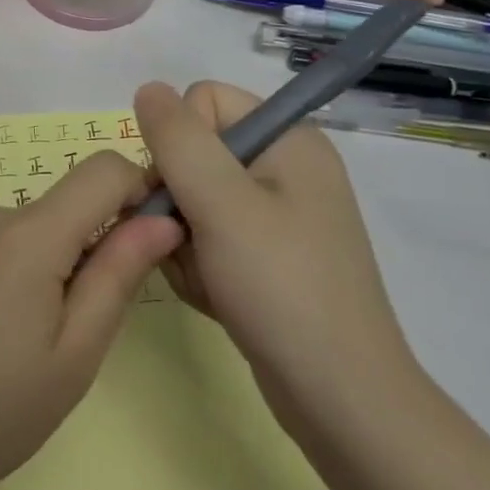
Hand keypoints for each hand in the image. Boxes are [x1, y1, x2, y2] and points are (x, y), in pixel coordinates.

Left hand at [0, 152, 182, 489]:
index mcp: (28, 235)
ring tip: (17, 343)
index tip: (147, 241)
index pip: (102, 169)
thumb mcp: (73, 356)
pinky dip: (6, 271)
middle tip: (69, 332)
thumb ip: (118, 275)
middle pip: (62, 207)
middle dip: (85, 250)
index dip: (138, 190)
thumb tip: (162, 218)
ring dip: (42, 267)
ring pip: (26, 230)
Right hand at [134, 81, 419, 426]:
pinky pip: (209, 237)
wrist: (341, 401)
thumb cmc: (281, 287)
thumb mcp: (221, 203)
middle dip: (176, 198)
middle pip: (194, 152)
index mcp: (287, 140)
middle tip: (187, 242)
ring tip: (206, 278)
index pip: (203, 101)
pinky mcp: (268, 257)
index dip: (180, 141)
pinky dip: (199, 265)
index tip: (184, 193)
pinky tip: (215, 296)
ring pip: (192, 199)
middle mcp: (285, 168)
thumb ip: (177, 139)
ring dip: (182, 238)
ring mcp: (278, 216)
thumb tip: (148, 88)